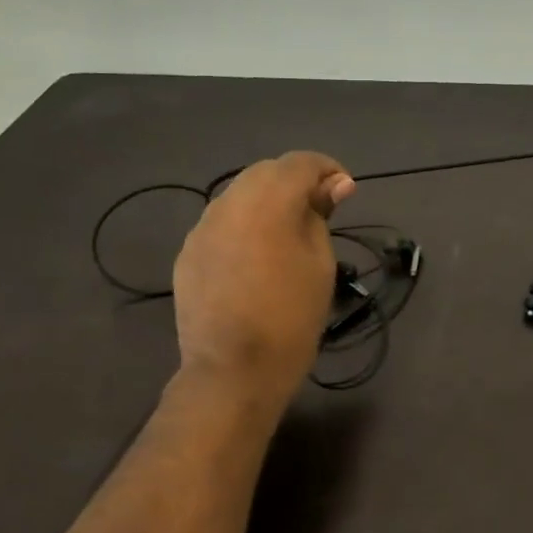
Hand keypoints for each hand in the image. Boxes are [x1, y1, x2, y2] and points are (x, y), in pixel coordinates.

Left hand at [172, 152, 354, 397]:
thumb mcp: (320, 264)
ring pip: (239, 195)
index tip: (344, 191)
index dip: (326, 169)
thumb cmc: (291, 317)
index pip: (299, 163)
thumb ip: (320, 216)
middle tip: (320, 211)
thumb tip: (334, 185)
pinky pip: (221, 223)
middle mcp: (229, 204)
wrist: (233, 370)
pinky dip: (244, 225)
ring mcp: (203, 228)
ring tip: (287, 233)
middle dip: (295, 182)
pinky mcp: (188, 253)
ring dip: (267, 202)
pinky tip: (256, 257)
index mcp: (268, 203)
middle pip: (265, 172)